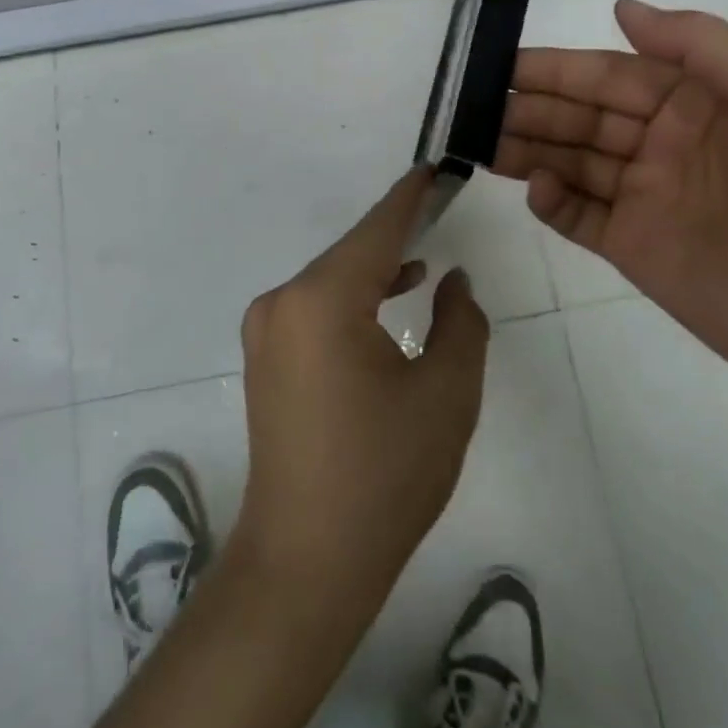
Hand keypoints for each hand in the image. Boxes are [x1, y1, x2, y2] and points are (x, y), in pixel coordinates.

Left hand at [230, 168, 489, 617]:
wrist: (306, 560)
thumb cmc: (385, 476)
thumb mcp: (447, 394)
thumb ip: (462, 322)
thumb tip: (453, 279)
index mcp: (322, 300)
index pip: (377, 230)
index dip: (410, 198)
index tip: (435, 167)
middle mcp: (283, 301)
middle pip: (352, 254)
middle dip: (397, 235)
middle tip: (440, 209)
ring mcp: (267, 329)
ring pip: (334, 281)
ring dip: (376, 270)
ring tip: (423, 259)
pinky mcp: (266, 356)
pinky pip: (317, 307)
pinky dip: (354, 298)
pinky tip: (390, 300)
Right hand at [493, 0, 727, 403]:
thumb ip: (697, 42)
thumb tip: (620, 7)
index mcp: (697, 100)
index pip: (611, 74)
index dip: (558, 67)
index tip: (504, 64)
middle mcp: (665, 143)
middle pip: (583, 116)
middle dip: (531, 106)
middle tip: (474, 103)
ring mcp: (648, 197)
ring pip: (572, 162)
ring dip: (527, 147)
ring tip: (480, 139)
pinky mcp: (635, 248)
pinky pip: (579, 217)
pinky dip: (551, 201)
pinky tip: (533, 186)